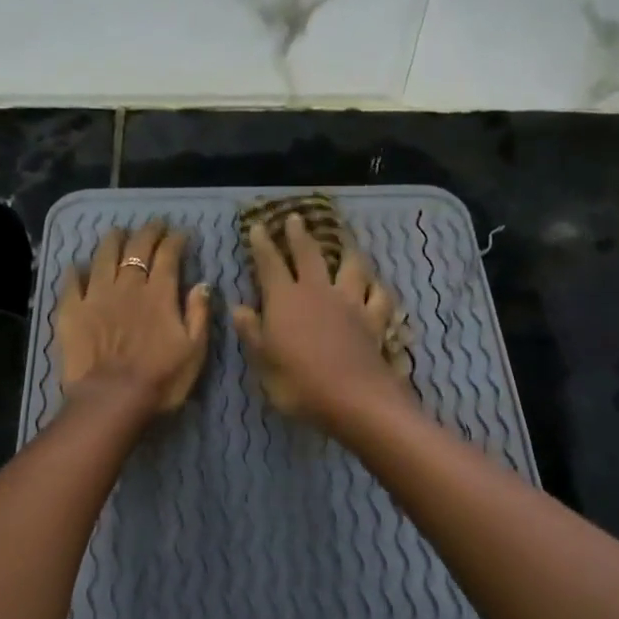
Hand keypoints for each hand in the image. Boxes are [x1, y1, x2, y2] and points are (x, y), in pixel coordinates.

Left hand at [56, 220, 211, 415]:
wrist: (112, 399)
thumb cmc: (161, 380)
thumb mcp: (194, 351)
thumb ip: (198, 313)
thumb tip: (202, 283)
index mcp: (159, 294)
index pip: (168, 255)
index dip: (175, 240)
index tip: (181, 233)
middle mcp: (127, 286)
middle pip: (137, 248)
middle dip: (148, 232)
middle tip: (154, 225)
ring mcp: (96, 295)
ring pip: (103, 257)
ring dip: (113, 241)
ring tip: (117, 232)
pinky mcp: (71, 311)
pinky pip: (71, 283)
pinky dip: (75, 271)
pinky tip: (77, 266)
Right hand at [231, 213, 406, 432]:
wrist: (355, 400)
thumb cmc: (299, 384)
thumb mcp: (264, 363)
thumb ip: (252, 333)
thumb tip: (238, 308)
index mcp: (285, 300)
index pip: (270, 264)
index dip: (263, 245)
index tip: (258, 227)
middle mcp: (318, 292)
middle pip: (310, 254)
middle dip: (300, 235)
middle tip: (296, 218)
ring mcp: (351, 303)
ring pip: (351, 267)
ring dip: (346, 251)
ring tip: (346, 242)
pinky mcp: (375, 319)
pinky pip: (380, 296)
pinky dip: (377, 287)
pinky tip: (376, 285)